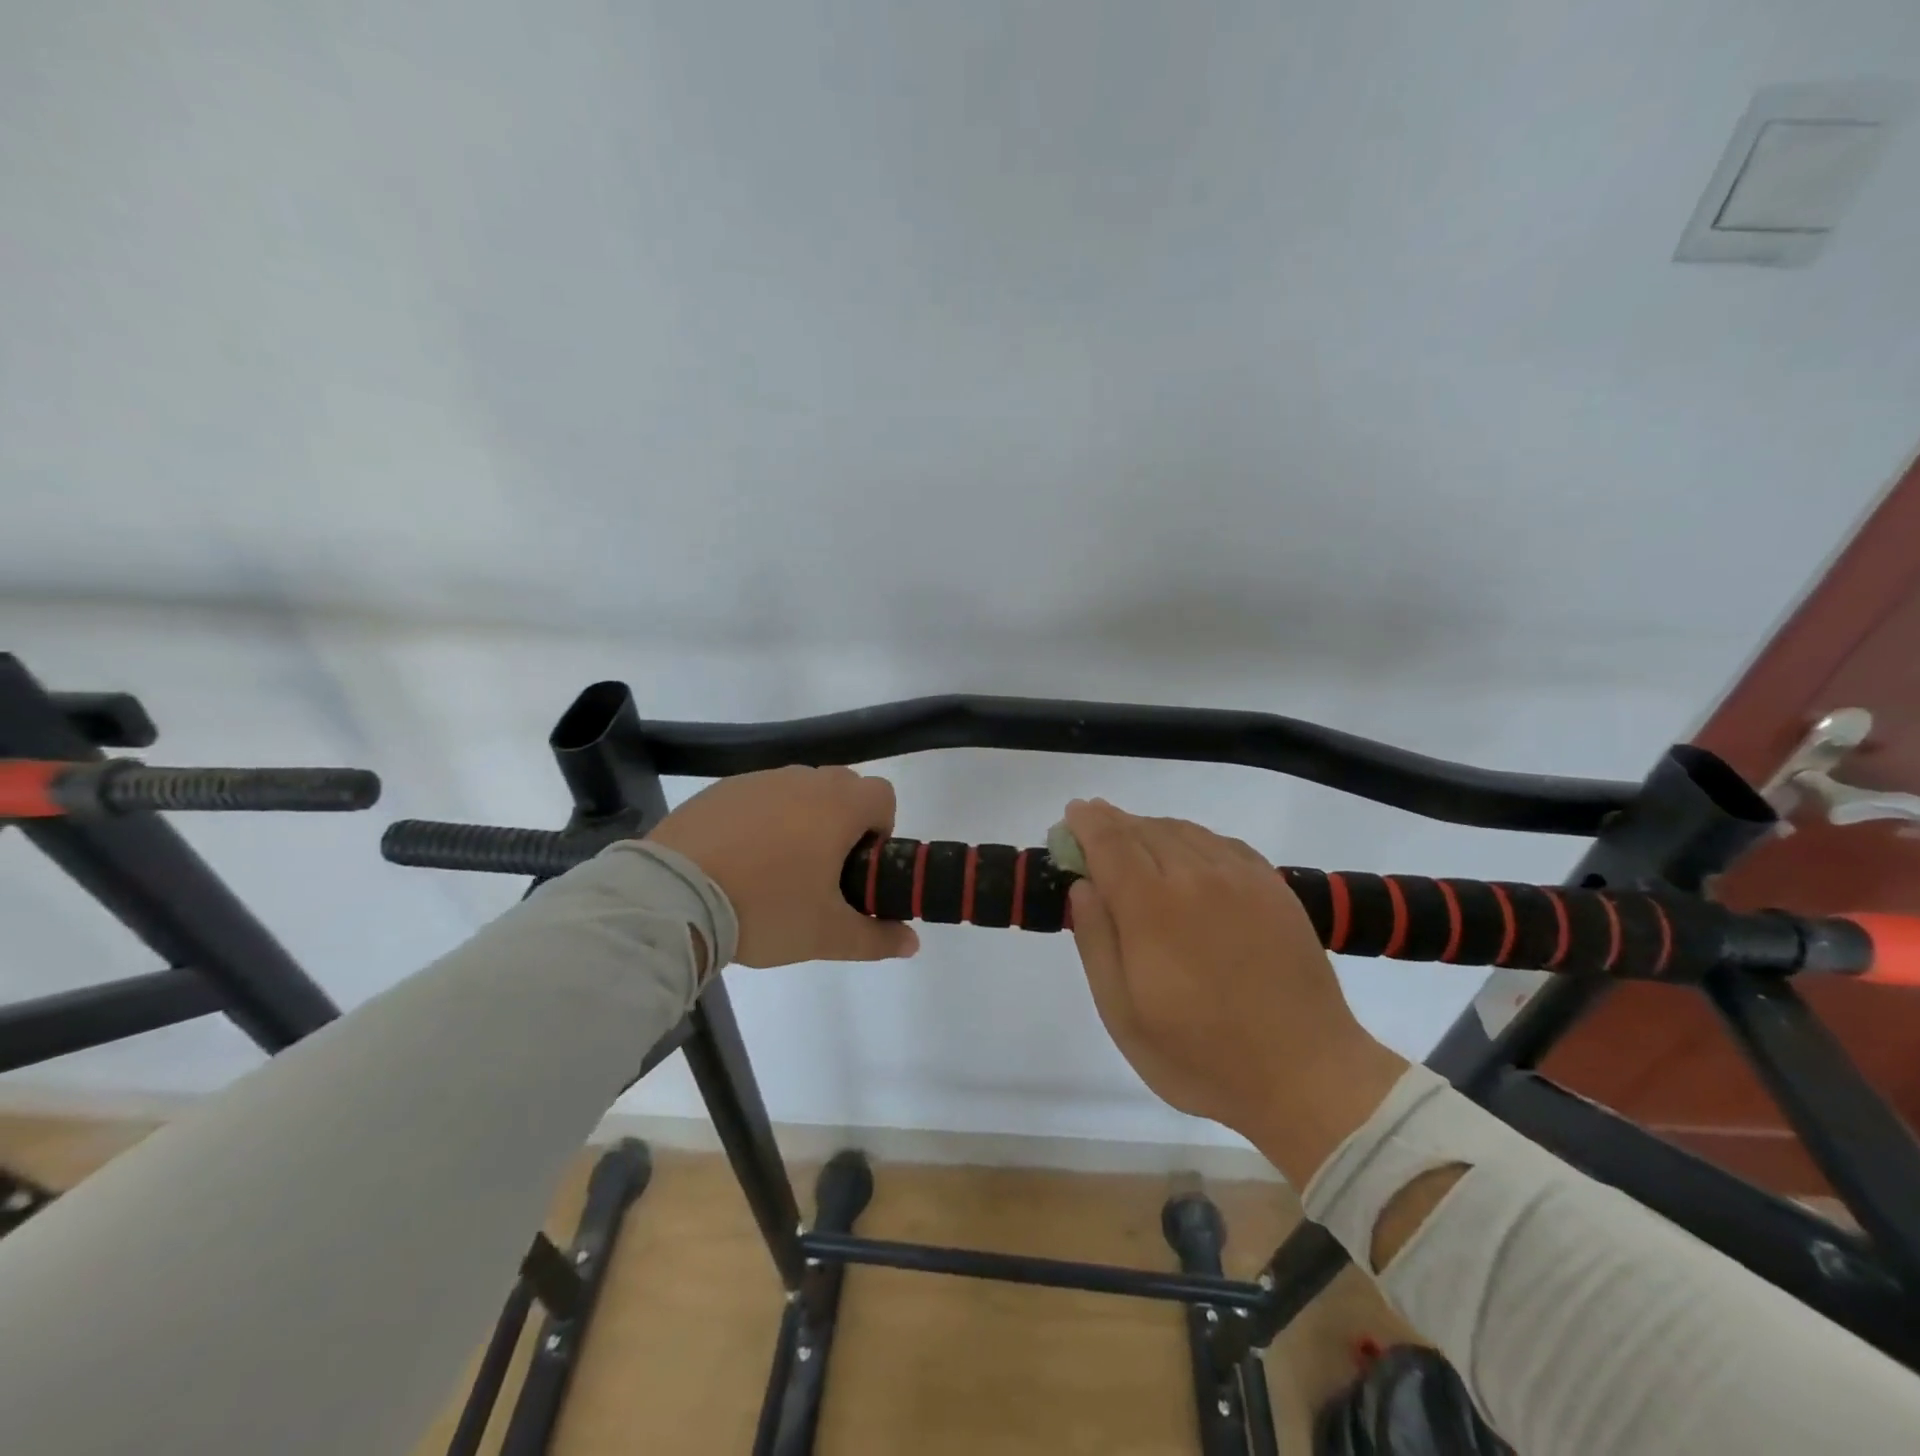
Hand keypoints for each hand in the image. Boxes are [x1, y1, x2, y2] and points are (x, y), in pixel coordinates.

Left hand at [647, 766, 920, 968]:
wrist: (673, 896)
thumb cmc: (766, 908)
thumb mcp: (826, 934)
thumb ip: (876, 938)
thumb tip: (913, 943)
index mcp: (838, 806)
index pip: (883, 796)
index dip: (881, 830)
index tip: (857, 867)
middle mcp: (803, 780)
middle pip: (842, 788)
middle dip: (843, 823)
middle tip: (821, 872)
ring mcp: (758, 781)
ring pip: (798, 791)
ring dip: (801, 819)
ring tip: (774, 869)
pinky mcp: (720, 790)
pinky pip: (758, 797)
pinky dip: (761, 820)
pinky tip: (737, 861)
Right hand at [1063, 799, 1406, 1182]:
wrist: (1307, 1075)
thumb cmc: (1201, 1056)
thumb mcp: (1123, 1015)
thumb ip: (1096, 942)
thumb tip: (1083, 886)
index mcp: (1151, 906)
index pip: (1109, 841)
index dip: (1086, 822)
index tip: (1071, 816)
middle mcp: (1195, 876)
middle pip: (1144, 829)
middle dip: (1112, 824)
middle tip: (1094, 836)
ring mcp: (1241, 877)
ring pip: (1183, 830)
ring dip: (1150, 830)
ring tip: (1135, 847)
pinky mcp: (1273, 886)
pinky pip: (1220, 843)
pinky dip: (1191, 840)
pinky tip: (1187, 860)